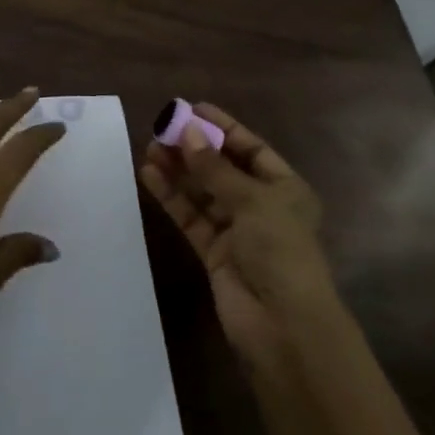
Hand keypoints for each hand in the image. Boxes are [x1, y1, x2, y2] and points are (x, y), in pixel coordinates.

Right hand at [138, 103, 332, 361]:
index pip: (251, 149)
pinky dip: (171, 196)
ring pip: (202, 192)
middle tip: (161, 128)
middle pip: (222, 168)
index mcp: (285, 189)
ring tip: (149, 147)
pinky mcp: (213, 252)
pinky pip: (190, 216)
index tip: (192, 108)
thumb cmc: (280, 251)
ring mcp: (236, 230)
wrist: (283, 326)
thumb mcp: (252, 201)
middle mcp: (261, 206)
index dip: (223, 127)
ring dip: (178, 170)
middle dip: (194, 148)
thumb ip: (214, 168)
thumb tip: (186, 131)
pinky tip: (150, 175)